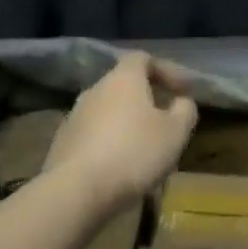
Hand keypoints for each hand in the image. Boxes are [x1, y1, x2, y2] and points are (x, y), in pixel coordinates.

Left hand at [43, 52, 198, 208]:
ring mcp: (74, 117)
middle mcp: (95, 90)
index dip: (166, 70)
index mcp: (123, 79)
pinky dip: (111, 144)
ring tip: (146, 152)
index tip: (184, 91)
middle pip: (125, 87)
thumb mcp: (175, 132)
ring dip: (128, 126)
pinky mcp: (62, 144)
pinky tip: (121, 168)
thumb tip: (181, 101)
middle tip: (167, 124)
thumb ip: (185, 110)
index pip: (143, 58)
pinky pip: (94, 136)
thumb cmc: (134, 153)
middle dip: (148, 102)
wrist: (76, 190)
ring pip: (109, 113)